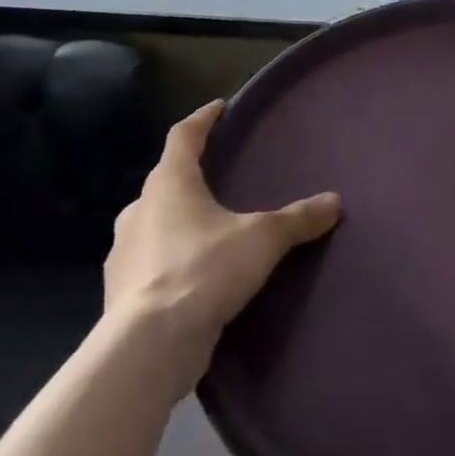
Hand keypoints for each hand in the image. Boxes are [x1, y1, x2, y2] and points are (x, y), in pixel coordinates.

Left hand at [104, 101, 340, 392]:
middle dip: (188, 177)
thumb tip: (334, 202)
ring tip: (208, 230)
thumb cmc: (204, 270)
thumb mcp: (263, 238)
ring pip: (152, 224)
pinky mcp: (120, 294)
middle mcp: (139, 211)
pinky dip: (169, 261)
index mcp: (169, 184)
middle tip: (217, 178)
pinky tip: (193, 276)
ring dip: (175, 222)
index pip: (183, 137)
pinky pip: (149, 264)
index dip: (203, 120)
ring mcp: (123, 254)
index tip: (219, 108)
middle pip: (164, 182)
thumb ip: (298, 218)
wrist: (148, 348)